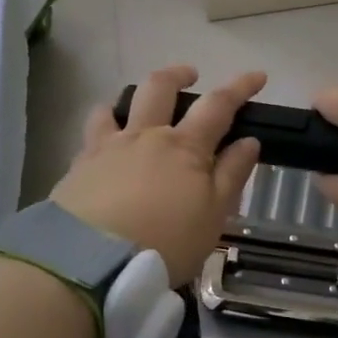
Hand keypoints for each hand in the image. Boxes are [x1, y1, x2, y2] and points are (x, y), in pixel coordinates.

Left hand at [53, 66, 266, 285]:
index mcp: (185, 147)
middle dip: (178, 75)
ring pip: (119, 105)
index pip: (218, 105)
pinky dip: (102, 127)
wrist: (92, 261)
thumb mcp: (213, 216)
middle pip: (161, 88)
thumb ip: (231, 175)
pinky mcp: (80, 165)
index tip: (258, 76)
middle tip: (190, 75)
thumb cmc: (165, 243)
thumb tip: (249, 140)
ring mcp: (109, 146)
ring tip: (138, 107)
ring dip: (133, 98)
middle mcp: (146, 136)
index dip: (240, 87)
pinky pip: (91, 132)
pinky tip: (103, 141)